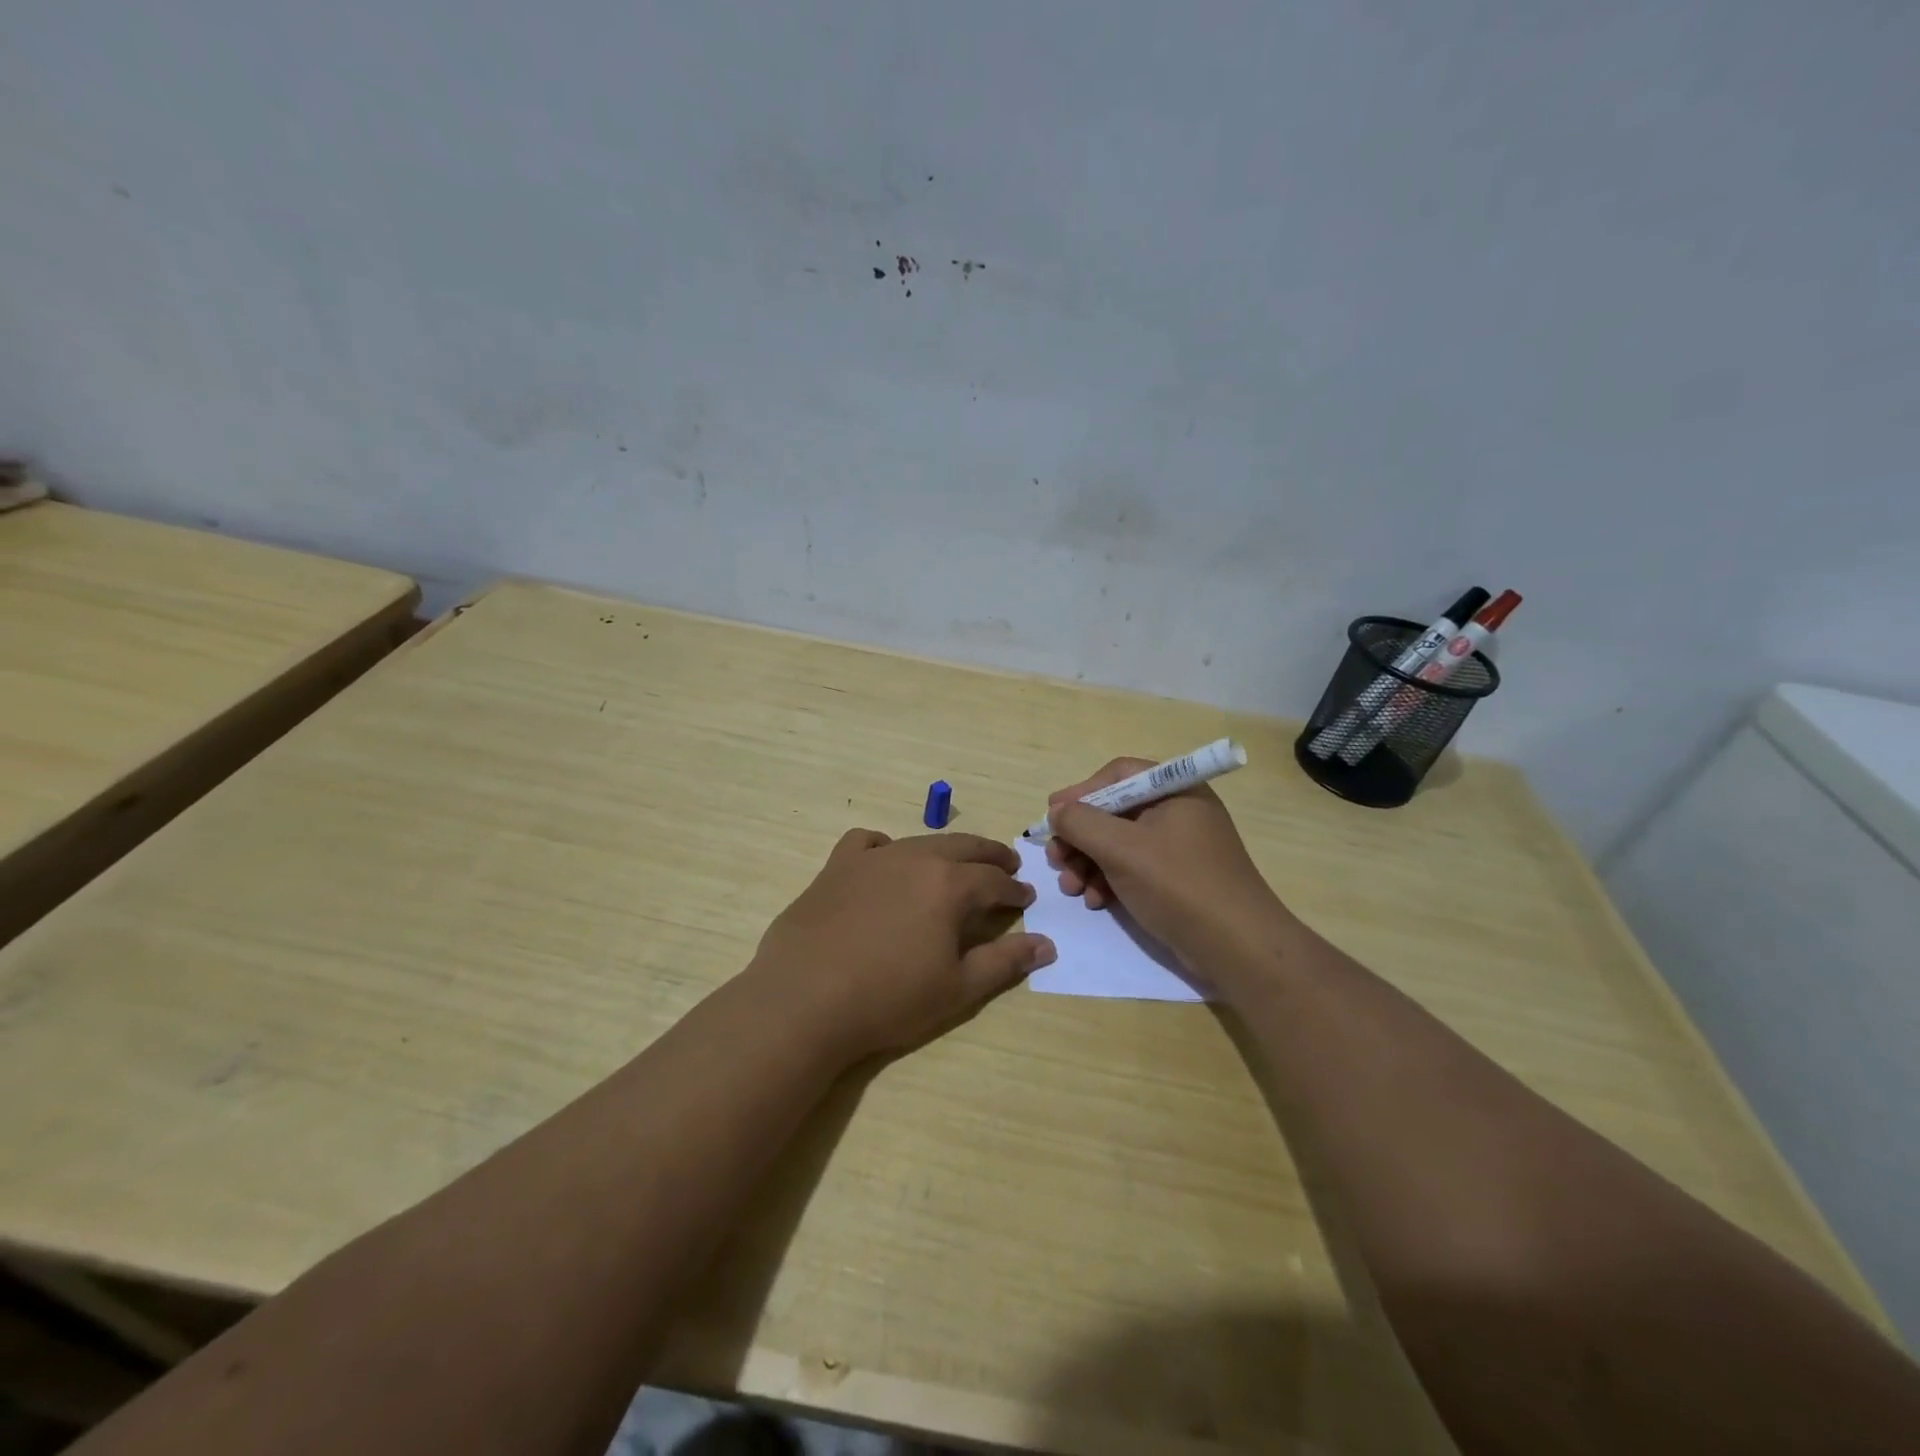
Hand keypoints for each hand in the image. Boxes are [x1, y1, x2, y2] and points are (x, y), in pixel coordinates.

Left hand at [752, 829, 1055, 1062]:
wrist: (805, 998)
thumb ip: (1005, 962)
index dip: (1014, 890)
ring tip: (954, 864)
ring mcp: (873, 858)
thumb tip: (1047, 944)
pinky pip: (866, 842)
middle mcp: (915, 858)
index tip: (1026, 897)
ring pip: (920, 842)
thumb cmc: (889, 998)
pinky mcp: (837, 866)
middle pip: (964, 848)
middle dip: (990, 856)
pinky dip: (884, 847)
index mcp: (950, 884)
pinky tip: (885, 862)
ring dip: (946, 851)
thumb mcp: (958, 988)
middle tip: (1006, 864)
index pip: (994, 880)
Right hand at [1044, 758, 1290, 986]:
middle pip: (1114, 811)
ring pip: (1119, 843)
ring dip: (1088, 862)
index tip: (1052, 815)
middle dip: (1080, 836)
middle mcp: (1179, 812)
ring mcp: (1179, 847)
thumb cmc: (1179, 885)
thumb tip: (1057, 812)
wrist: (1237, 948)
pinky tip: (1095, 901)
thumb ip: (1081, 823)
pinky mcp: (1177, 879)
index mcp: (1175, 790)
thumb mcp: (1122, 848)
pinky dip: (1109, 880)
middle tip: (1055, 858)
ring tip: (1071, 888)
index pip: (1118, 775)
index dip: (1081, 792)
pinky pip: (1133, 868)